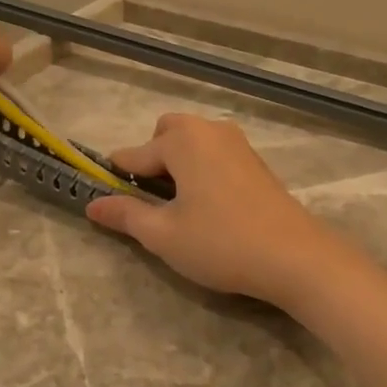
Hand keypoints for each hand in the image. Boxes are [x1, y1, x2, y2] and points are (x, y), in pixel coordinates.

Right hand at [85, 114, 356, 305]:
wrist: (294, 256)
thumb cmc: (220, 243)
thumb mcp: (163, 235)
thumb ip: (126, 215)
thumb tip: (92, 205)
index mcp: (182, 140)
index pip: (133, 154)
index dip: (116, 179)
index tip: (108, 202)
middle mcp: (209, 130)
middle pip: (166, 134)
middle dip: (152, 161)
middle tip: (154, 203)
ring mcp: (237, 143)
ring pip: (193, 142)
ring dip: (179, 164)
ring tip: (181, 208)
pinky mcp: (256, 161)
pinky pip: (215, 154)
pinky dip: (203, 170)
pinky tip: (210, 207)